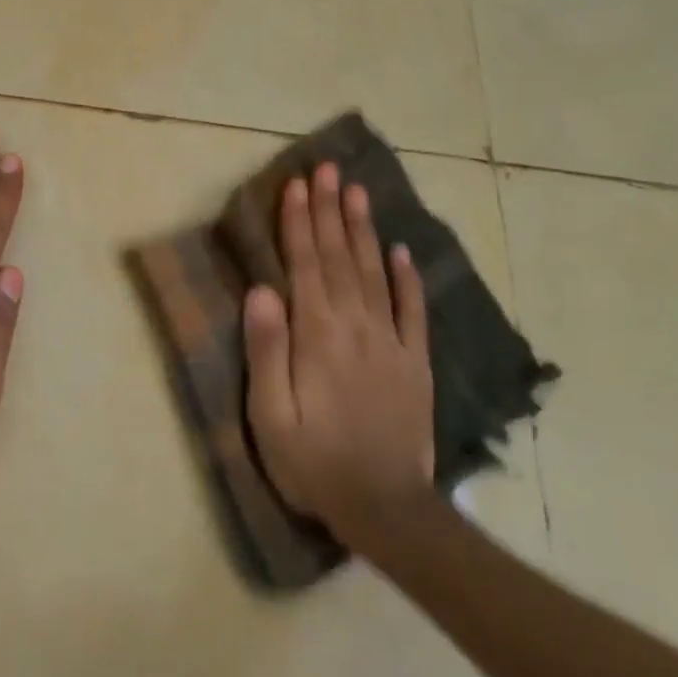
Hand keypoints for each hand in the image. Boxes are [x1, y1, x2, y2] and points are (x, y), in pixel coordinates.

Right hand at [242, 161, 434, 534]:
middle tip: (327, 168)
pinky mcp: (415, 363)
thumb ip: (267, 350)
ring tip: (357, 190)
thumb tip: (262, 291)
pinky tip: (401, 251)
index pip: (306, 266)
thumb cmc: (313, 462)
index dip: (299, 223)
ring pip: (375, 272)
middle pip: (340, 257)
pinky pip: (411, 310)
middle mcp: (356, 327)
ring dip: (363, 229)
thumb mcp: (270, 415)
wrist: (385, 508)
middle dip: (330, 210)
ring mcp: (391, 343)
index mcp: (318, 336)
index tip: (296, 184)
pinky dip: (406, 277)